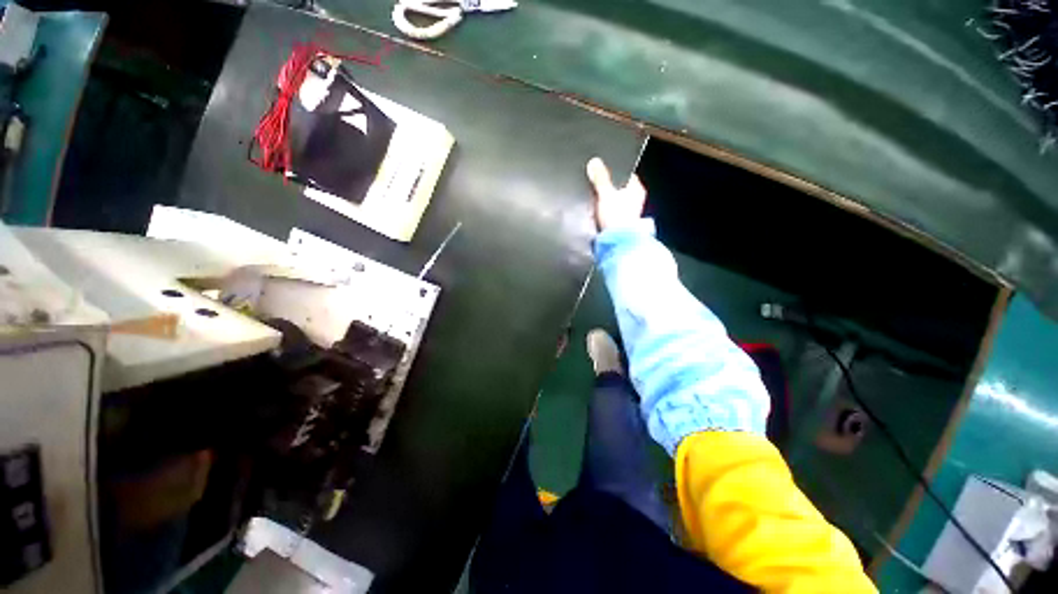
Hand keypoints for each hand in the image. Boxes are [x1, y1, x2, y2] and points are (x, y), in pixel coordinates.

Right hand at [586, 157, 646, 232]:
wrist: (617, 242)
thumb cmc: (616, 216)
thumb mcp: (606, 193)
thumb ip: (600, 178)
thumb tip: (594, 162)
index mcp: (636, 189)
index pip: (625, 174)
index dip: (613, 171)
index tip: (600, 170)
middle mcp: (635, 199)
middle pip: (618, 187)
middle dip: (606, 187)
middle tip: (593, 184)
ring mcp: (628, 212)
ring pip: (614, 200)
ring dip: (604, 200)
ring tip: (592, 198)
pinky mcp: (620, 223)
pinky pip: (610, 212)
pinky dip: (604, 211)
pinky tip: (596, 211)